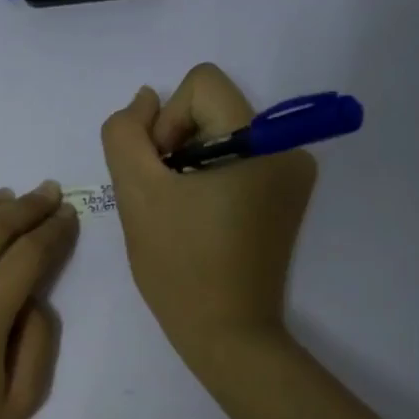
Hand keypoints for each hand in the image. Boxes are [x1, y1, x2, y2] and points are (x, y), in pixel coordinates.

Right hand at [101, 63, 315, 370]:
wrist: (227, 335)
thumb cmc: (180, 266)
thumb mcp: (137, 194)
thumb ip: (126, 134)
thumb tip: (145, 100)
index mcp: (260, 141)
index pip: (201, 84)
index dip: (167, 121)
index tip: (162, 173)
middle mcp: (288, 148)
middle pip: (212, 109)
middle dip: (177, 146)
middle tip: (165, 199)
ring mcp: (292, 176)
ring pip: (221, 137)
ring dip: (190, 166)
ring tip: (180, 215)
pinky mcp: (286, 200)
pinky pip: (237, 164)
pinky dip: (210, 181)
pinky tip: (199, 222)